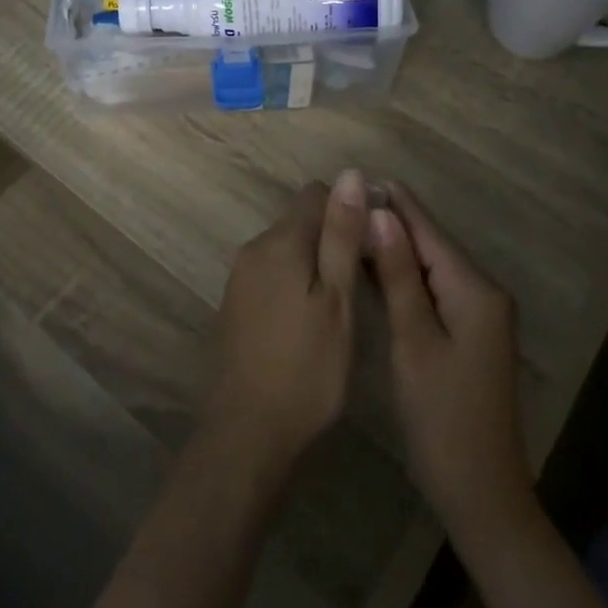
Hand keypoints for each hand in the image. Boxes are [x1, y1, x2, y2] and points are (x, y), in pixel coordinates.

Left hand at [205, 171, 365, 471]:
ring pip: (287, 248)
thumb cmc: (306, 369)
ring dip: (315, 263)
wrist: (246, 433)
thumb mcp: (337, 301)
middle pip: (300, 220)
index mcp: (279, 242)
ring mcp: (240, 277)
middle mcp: (254, 249)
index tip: (371, 245)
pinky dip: (295, 283)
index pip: (316, 194)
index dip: (349, 209)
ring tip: (341, 306)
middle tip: (361, 284)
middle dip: (332, 238)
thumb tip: (351, 174)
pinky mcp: (236, 304)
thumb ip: (342, 236)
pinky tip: (310, 322)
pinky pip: (273, 273)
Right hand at [367, 183, 532, 546]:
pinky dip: (405, 278)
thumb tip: (382, 216)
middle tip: (345, 202)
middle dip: (393, 223)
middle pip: (432, 246)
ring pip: (431, 268)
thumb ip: (399, 276)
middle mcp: (483, 293)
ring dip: (396, 249)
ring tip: (352, 226)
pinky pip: (434, 290)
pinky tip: (374, 269)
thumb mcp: (413, 341)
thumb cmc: (442, 417)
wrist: (480, 492)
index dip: (396, 204)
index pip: (430, 232)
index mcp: (475, 290)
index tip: (361, 177)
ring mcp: (479, 315)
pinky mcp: (469, 334)